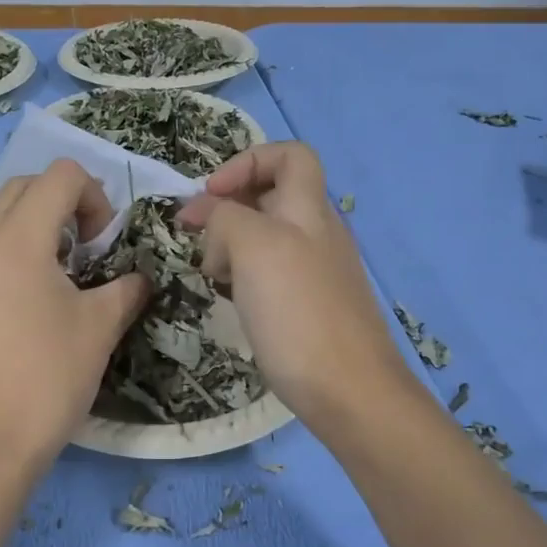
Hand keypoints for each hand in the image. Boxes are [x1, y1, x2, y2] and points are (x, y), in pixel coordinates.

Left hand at [0, 161, 147, 481]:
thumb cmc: (45, 381)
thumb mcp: (99, 330)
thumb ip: (127, 289)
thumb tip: (140, 276)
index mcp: (16, 240)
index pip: (59, 175)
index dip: (95, 195)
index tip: (105, 243)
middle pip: (25, 187)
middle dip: (65, 203)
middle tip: (89, 249)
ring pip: (0, 217)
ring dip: (39, 226)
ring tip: (65, 275)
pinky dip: (16, 251)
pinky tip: (36, 300)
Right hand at [177, 142, 411, 427]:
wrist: (349, 391)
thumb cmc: (298, 312)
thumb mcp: (254, 247)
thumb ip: (226, 217)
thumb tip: (209, 218)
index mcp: (310, 209)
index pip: (290, 155)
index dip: (246, 162)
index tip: (210, 194)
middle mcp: (319, 233)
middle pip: (272, 197)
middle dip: (229, 208)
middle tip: (196, 238)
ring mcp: (319, 272)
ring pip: (268, 239)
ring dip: (233, 246)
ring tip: (211, 274)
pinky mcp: (312, 307)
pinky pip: (273, 275)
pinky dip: (247, 277)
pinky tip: (233, 301)